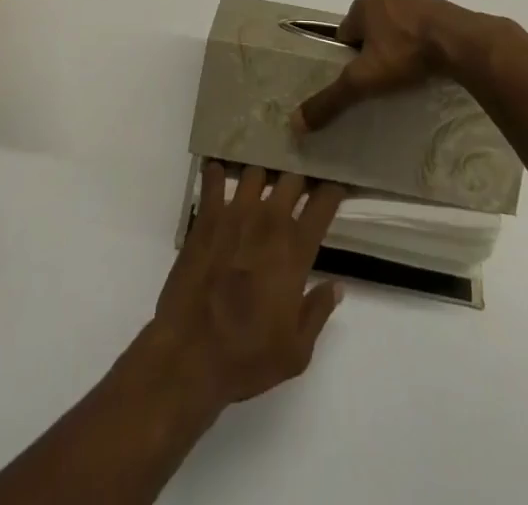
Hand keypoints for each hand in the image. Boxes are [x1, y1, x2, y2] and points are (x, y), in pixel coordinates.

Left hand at [149, 164, 344, 410]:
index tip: (333, 189)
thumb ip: (319, 311)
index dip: (332, 191)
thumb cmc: (247, 356)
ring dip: (262, 176)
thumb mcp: (296, 351)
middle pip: (292, 177)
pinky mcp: (206, 217)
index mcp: (295, 249)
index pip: (323, 203)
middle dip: (299, 178)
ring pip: (255, 171)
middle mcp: (269, 221)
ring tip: (261, 185)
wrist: (189, 354)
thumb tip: (337, 286)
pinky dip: (217, 174)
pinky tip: (218, 177)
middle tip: (298, 188)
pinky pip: (213, 179)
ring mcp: (235, 213)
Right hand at [291, 0, 497, 133]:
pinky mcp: (440, 8)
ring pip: (395, 28)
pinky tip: (427, 64)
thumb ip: (331, 99)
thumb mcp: (363, 80)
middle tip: (384, 82)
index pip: (344, 34)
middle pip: (369, 30)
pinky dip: (419, 44)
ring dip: (397, 47)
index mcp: (363, 3)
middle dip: (373, 52)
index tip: (361, 81)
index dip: (348, 58)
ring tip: (407, 76)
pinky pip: (420, 28)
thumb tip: (295, 123)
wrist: (461, 42)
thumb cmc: (405, 53)